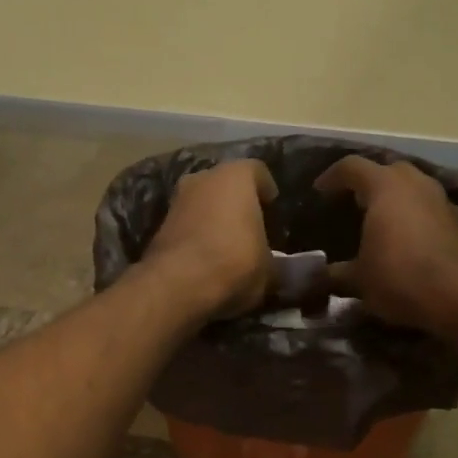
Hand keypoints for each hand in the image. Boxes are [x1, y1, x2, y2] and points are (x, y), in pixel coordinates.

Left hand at [143, 158, 278, 318]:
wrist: (177, 286)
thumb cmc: (234, 264)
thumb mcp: (271, 271)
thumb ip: (282, 264)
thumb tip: (298, 273)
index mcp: (236, 176)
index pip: (258, 172)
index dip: (267, 191)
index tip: (273, 210)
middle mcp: (203, 178)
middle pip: (226, 185)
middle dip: (238, 203)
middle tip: (252, 228)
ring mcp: (177, 200)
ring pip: (203, 203)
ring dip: (215, 219)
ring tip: (229, 246)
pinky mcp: (159, 225)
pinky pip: (187, 224)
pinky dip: (197, 235)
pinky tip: (207, 258)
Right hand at [313, 156, 457, 330]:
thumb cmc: (400, 278)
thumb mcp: (359, 280)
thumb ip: (336, 273)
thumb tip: (318, 276)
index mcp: (384, 187)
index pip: (351, 167)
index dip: (332, 177)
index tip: (319, 191)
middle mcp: (415, 183)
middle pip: (387, 170)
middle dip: (368, 183)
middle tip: (352, 202)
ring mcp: (441, 199)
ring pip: (412, 187)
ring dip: (395, 199)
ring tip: (380, 220)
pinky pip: (429, 208)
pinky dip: (414, 216)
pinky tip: (407, 239)